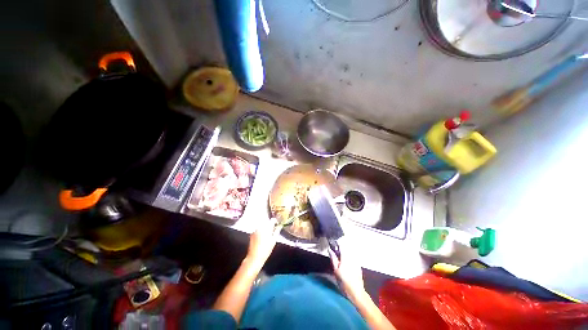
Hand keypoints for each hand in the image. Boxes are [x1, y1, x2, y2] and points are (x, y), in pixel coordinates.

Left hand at [246, 218, 278, 267]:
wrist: (254, 257)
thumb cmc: (265, 250)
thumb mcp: (273, 241)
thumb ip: (277, 231)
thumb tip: (279, 226)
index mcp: (267, 228)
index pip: (272, 220)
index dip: (275, 221)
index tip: (277, 223)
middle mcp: (260, 227)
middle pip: (267, 221)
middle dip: (270, 224)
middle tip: (273, 229)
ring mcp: (255, 230)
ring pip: (262, 225)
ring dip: (265, 227)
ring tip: (268, 234)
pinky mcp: (252, 233)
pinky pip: (258, 229)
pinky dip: (261, 230)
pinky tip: (262, 237)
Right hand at [328, 242, 365, 299]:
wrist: (357, 293)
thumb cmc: (344, 283)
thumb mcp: (336, 271)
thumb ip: (333, 259)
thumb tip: (330, 249)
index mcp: (346, 257)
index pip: (342, 245)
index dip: (337, 243)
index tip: (333, 243)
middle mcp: (352, 257)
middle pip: (346, 248)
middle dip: (341, 248)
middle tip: (335, 252)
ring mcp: (356, 261)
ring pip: (350, 252)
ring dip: (345, 252)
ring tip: (340, 257)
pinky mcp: (359, 266)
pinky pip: (353, 258)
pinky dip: (349, 257)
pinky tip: (346, 264)